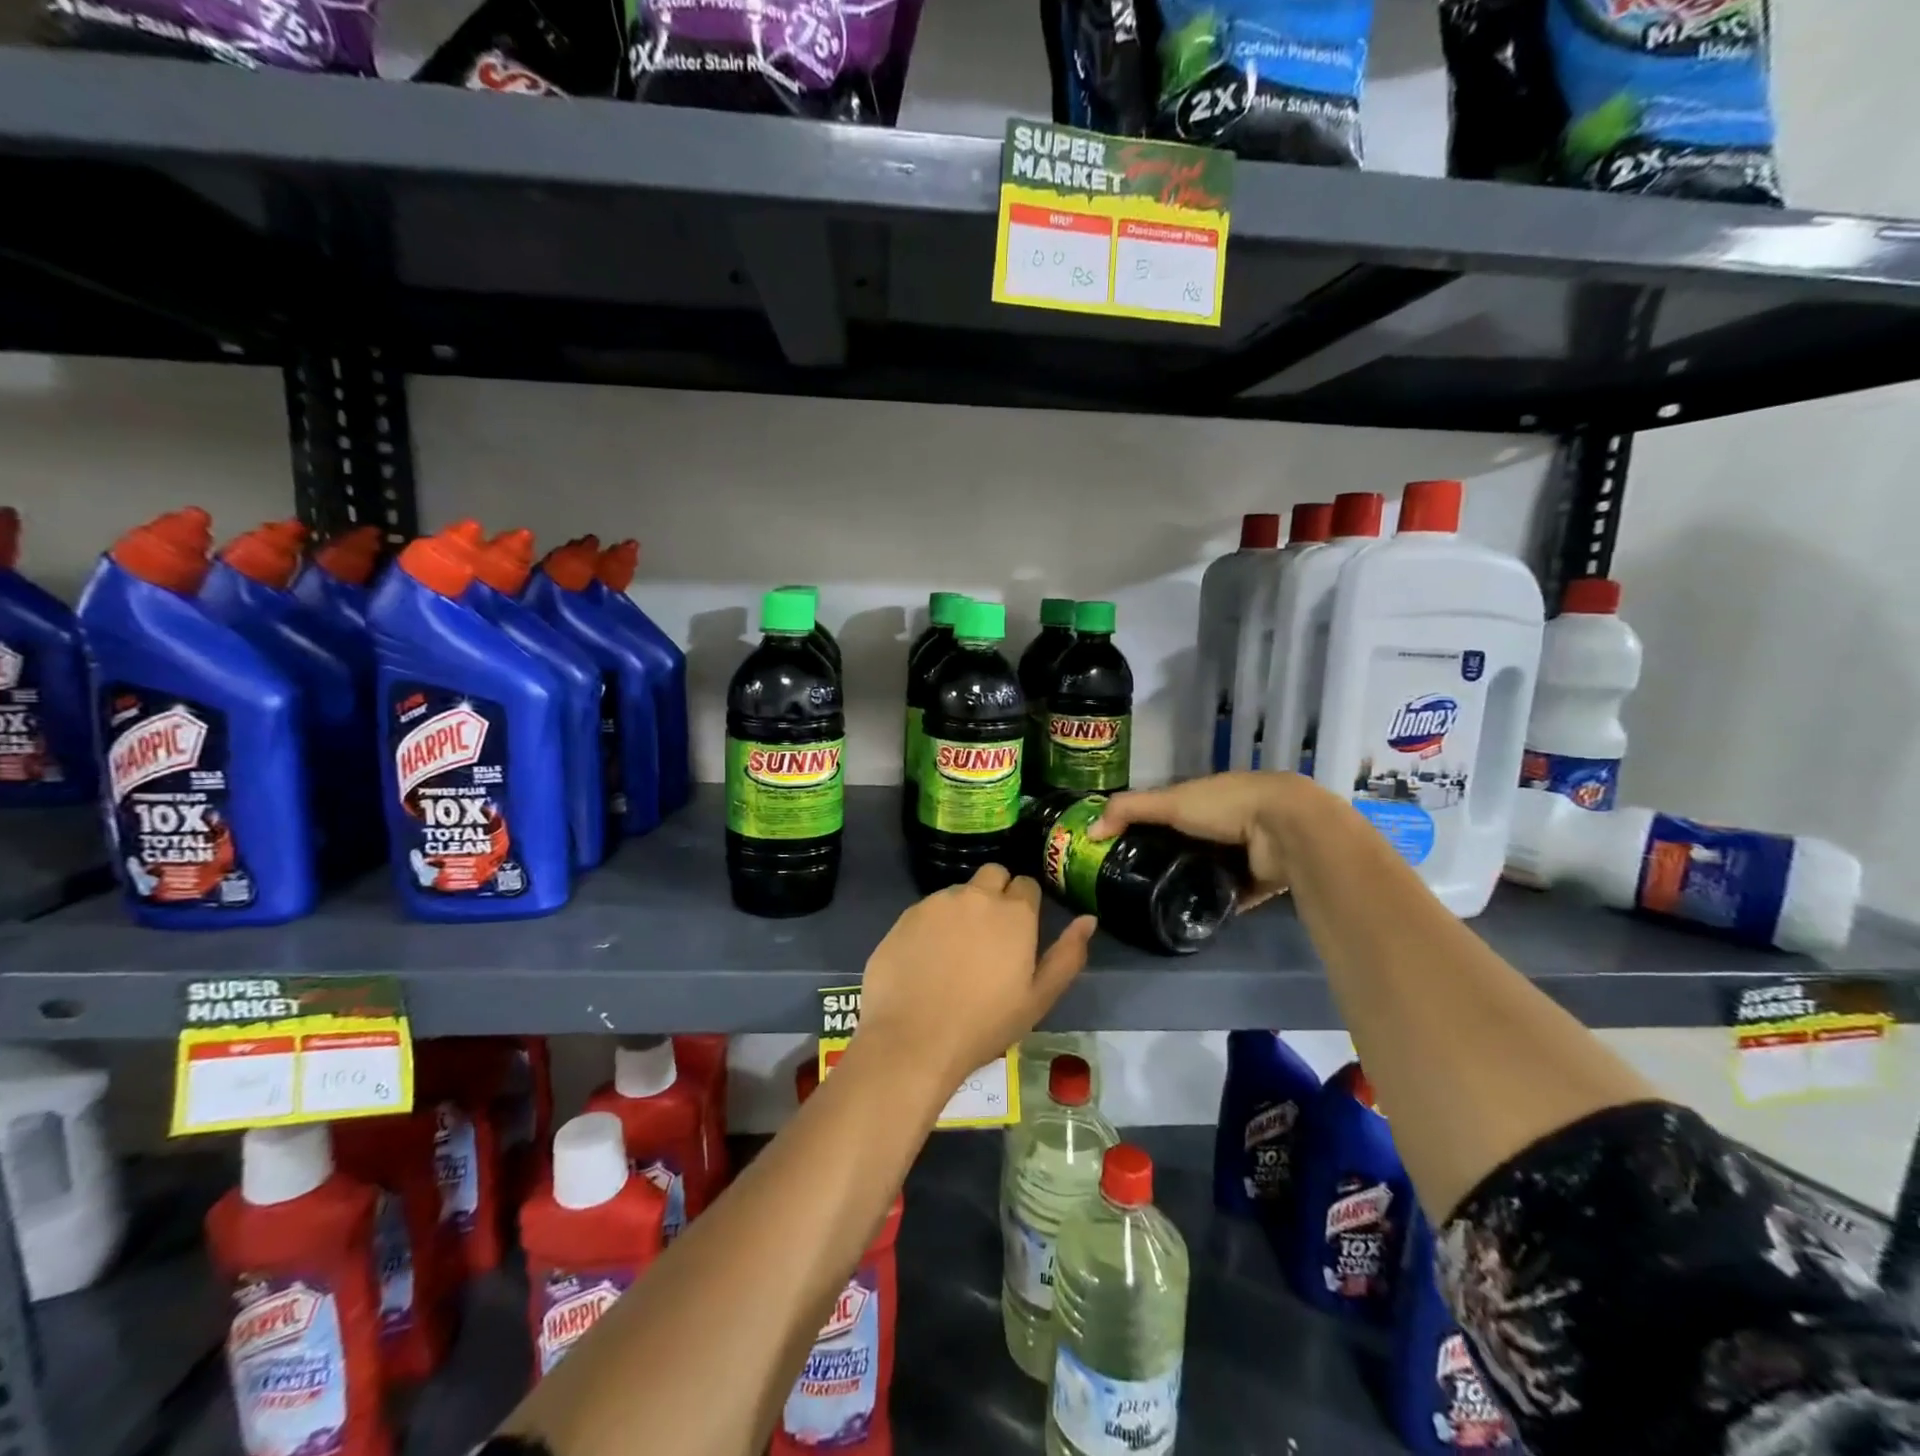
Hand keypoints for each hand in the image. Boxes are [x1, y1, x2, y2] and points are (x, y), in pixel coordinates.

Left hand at [856, 865, 1096, 1089]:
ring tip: (956, 952)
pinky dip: (933, 924)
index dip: (1026, 904)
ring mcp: (937, 903)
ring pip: (959, 891)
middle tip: (991, 934)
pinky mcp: (906, 915)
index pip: (1027, 884)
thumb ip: (1067, 955)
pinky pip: (928, 909)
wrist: (914, 1040)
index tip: (1019, 930)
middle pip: (993, 874)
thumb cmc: (984, 1025)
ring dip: (964, 909)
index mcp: (1014, 913)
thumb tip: (1089, 919)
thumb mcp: (1039, 998)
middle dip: (997, 892)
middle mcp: (976, 896)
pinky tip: (927, 958)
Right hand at [1090, 771, 1323, 909]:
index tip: (1120, 848)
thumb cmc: (1225, 806)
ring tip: (1156, 904)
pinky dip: (1215, 906)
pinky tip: (1190, 917)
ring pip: (1209, 871)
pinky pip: (1230, 897)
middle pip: (1189, 844)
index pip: (1170, 811)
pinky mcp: (1258, 883)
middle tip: (1134, 883)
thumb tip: (1088, 832)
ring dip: (1191, 884)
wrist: (1286, 830)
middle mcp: (1226, 823)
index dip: (1146, 825)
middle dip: (1167, 859)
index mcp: (1206, 798)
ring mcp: (1244, 854)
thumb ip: (1128, 811)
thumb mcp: (1170, 802)